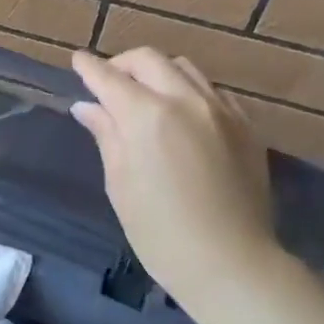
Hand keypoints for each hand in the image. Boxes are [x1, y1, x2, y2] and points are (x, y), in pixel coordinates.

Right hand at [70, 48, 283, 304]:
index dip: (89, 67)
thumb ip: (106, 135)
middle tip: (109, 82)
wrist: (231, 263)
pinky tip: (184, 114)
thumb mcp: (121, 184)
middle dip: (123, 64)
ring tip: (147, 94)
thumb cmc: (160, 232)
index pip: (109, 77)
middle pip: (148, 59)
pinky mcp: (246, 126)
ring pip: (184, 68)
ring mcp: (221, 110)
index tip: (78, 60)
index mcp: (146, 115)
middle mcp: (185, 100)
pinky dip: (190, 90)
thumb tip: (88, 106)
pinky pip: (213, 91)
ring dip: (158, 72)